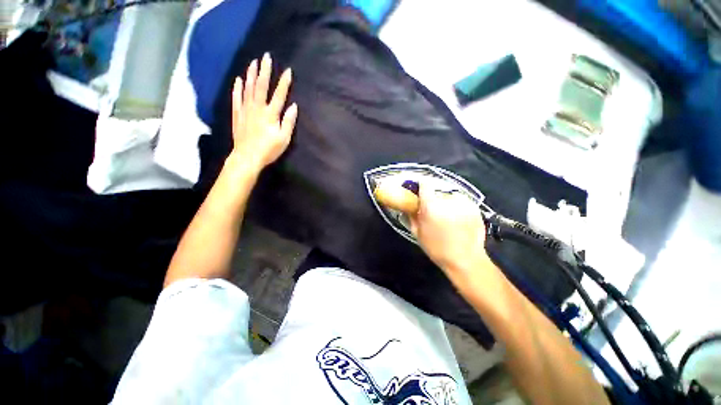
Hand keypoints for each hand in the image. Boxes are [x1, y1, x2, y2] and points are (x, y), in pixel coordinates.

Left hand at [231, 53, 297, 169]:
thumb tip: (293, 106)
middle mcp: (257, 108)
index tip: (288, 71)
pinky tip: (238, 80)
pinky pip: (237, 98)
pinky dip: (238, 88)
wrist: (247, 157)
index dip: (284, 83)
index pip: (279, 95)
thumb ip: (288, 122)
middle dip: (264, 71)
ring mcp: (245, 110)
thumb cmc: (268, 149)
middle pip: (261, 86)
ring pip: (248, 88)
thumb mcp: (284, 139)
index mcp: (270, 114)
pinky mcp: (237, 115)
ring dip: (251, 74)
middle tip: (266, 57)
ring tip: (253, 62)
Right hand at [406, 181, 490, 279]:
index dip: (420, 184)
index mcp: (431, 206)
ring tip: (445, 214)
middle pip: (437, 188)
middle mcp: (448, 200)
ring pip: (449, 194)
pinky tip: (456, 217)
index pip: (425, 183)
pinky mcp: (474, 207)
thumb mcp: (418, 233)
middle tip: (431, 206)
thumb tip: (408, 205)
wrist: (466, 260)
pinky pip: (460, 200)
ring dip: (445, 200)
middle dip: (432, 195)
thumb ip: (412, 215)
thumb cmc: (437, 249)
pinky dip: (456, 205)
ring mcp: (464, 202)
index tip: (418, 189)